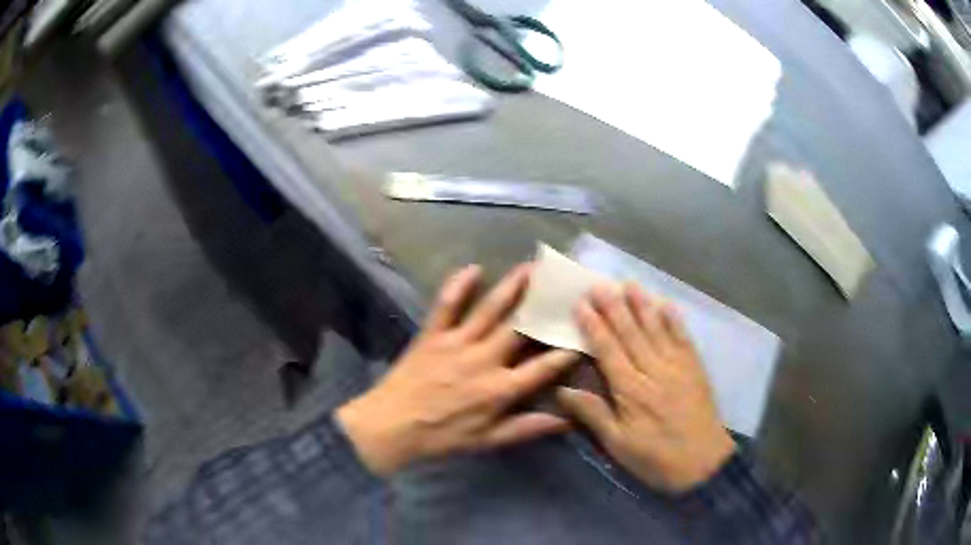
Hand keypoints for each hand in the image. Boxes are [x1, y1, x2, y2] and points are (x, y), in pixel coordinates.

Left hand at [337, 264, 579, 476]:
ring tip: (532, 266)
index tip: (585, 332)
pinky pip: (446, 305)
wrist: (392, 425)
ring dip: (512, 286)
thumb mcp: (488, 440)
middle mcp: (484, 360)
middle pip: (520, 327)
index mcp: (500, 389)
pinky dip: (458, 285)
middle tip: (563, 282)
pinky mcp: (433, 334)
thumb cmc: (442, 436)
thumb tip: (567, 421)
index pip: (543, 366)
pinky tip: (473, 268)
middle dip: (544, 303)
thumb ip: (527, 428)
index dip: (567, 350)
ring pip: (490, 310)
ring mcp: (457, 343)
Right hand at [556, 284, 734, 492]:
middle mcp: (653, 370)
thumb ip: (593, 414)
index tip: (581, 304)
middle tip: (599, 284)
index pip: (608, 350)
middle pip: (631, 332)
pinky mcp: (694, 368)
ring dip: (642, 305)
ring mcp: (677, 366)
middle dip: (614, 307)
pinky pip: (683, 338)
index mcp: (631, 390)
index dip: (594, 325)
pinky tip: (666, 304)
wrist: (702, 462)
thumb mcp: (618, 444)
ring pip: (656, 329)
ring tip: (629, 283)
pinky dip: (674, 320)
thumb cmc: (655, 457)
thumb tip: (562, 390)